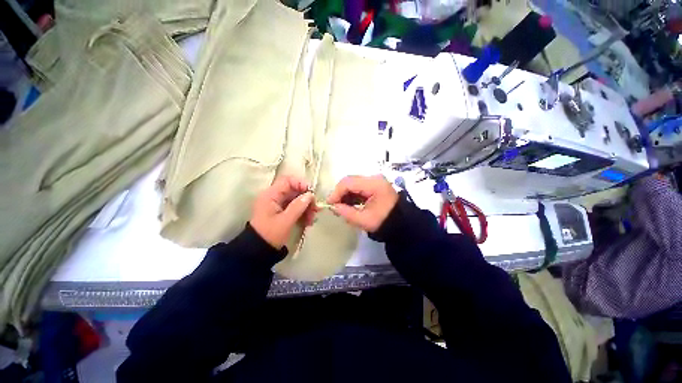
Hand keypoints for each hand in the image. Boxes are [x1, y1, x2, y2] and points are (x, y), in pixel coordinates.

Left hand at [250, 176, 316, 248]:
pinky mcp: (282, 212)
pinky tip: (308, 221)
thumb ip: (298, 206)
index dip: (300, 183)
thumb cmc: (270, 234)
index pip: (287, 181)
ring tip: (312, 219)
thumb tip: (310, 195)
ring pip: (296, 200)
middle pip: (294, 190)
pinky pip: (295, 208)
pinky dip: (303, 213)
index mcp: (271, 195)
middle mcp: (274, 197)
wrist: (259, 251)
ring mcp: (278, 205)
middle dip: (306, 199)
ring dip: (306, 207)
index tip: (311, 193)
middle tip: (315, 209)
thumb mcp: (285, 221)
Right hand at [327, 175, 398, 232]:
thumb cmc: (384, 222)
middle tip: (334, 206)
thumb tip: (333, 206)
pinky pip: (358, 187)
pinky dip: (351, 195)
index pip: (348, 182)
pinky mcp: (374, 185)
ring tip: (341, 207)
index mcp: (374, 184)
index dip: (336, 192)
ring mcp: (375, 181)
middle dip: (340, 193)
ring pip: (353, 183)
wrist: (401, 224)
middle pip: (350, 181)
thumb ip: (346, 212)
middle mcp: (374, 178)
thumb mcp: (364, 220)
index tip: (329, 204)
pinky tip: (349, 204)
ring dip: (345, 194)